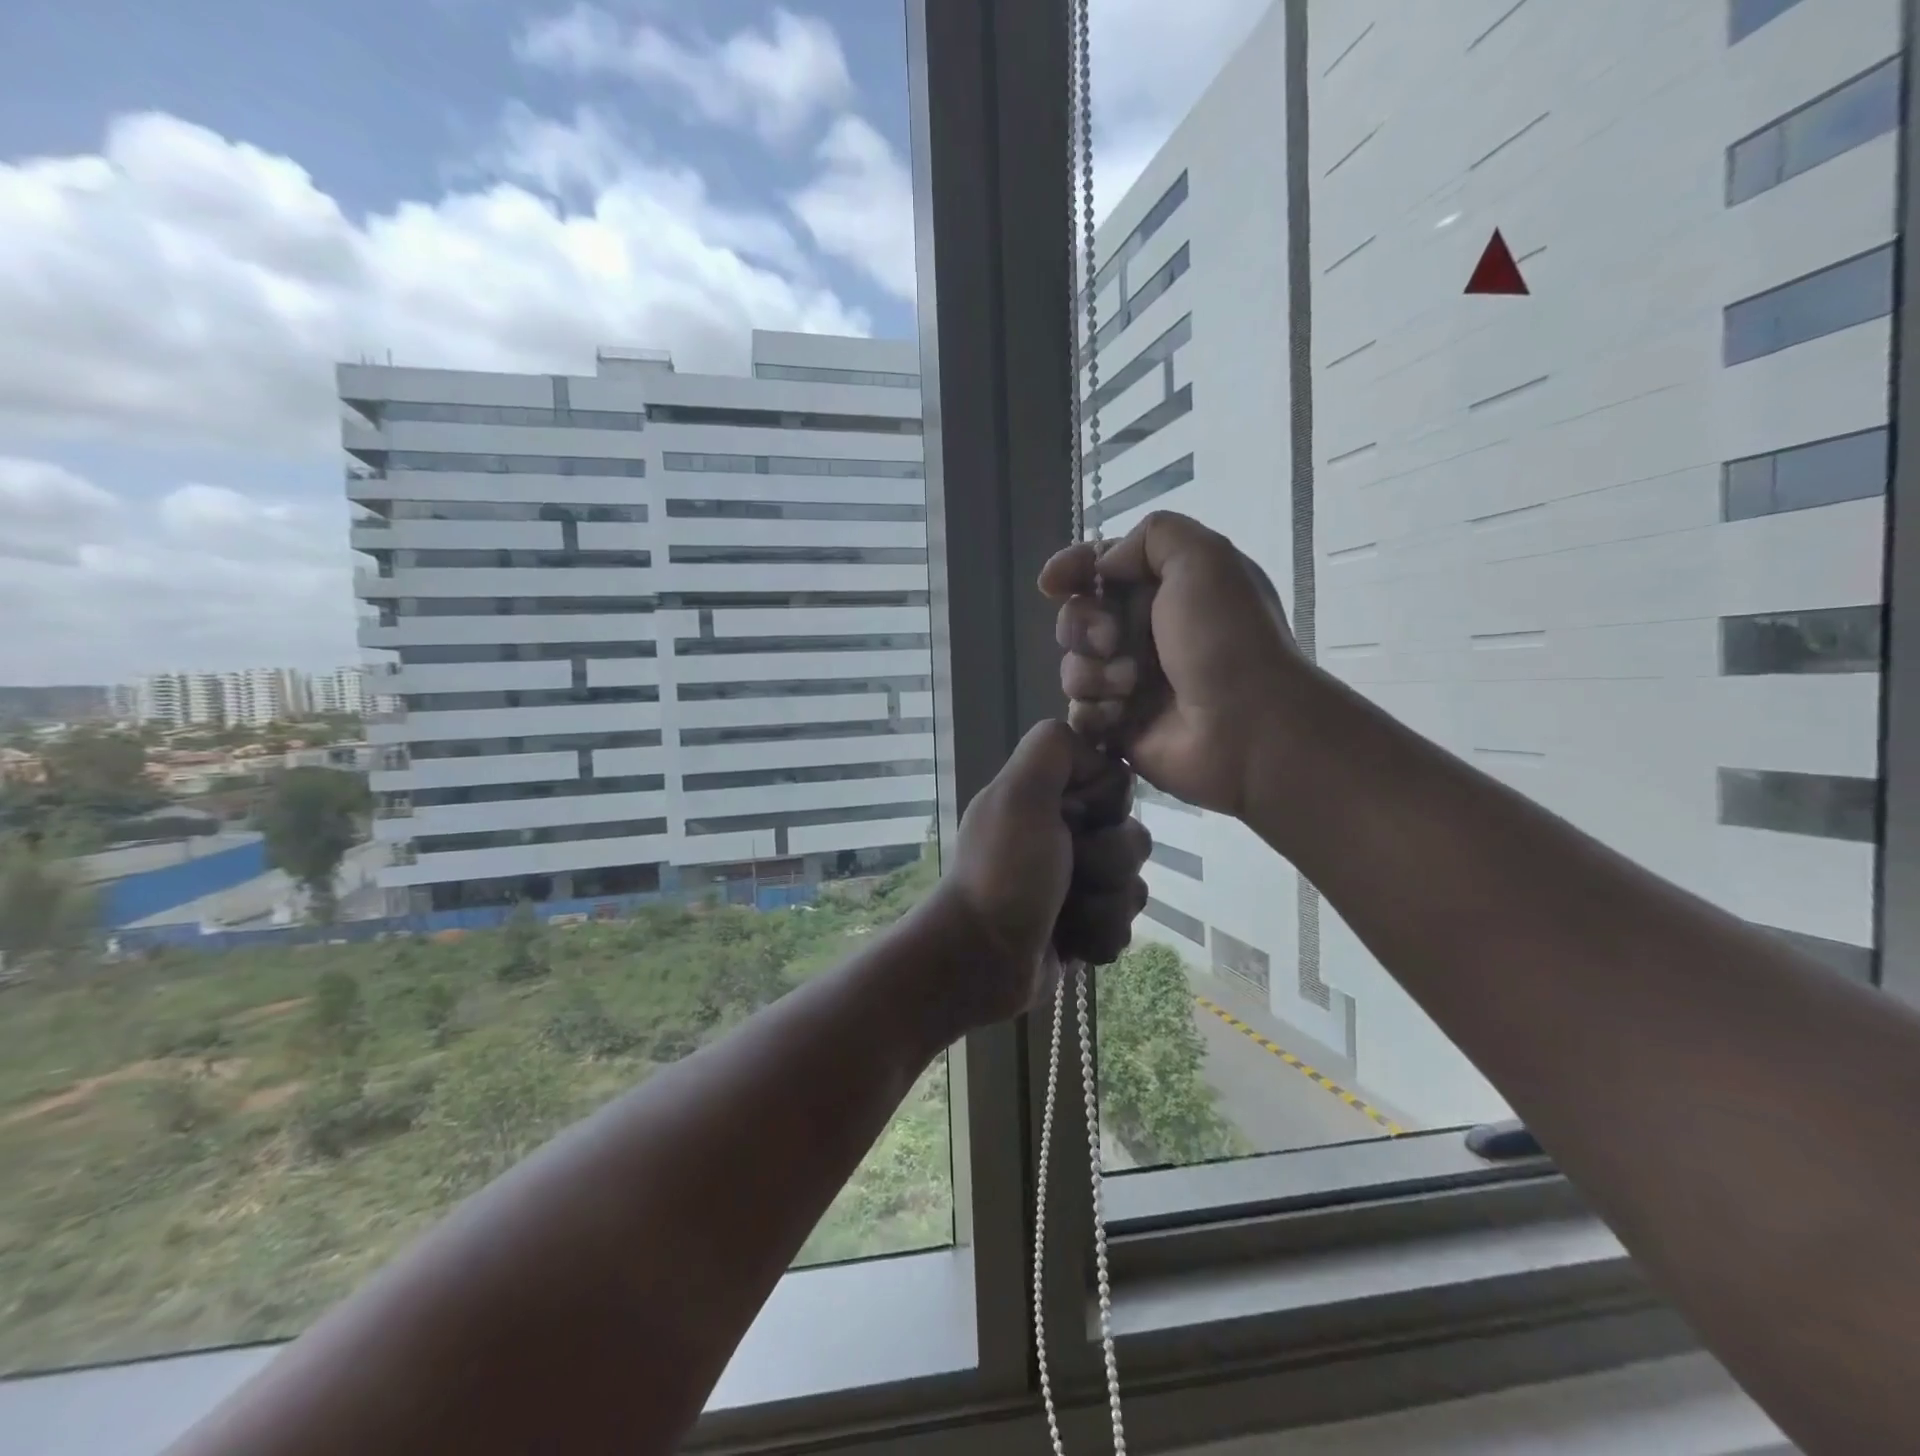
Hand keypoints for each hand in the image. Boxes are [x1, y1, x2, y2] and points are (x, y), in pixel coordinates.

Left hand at [928, 720, 1149, 1031]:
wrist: (982, 962)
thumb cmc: (1003, 874)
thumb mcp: (1019, 794)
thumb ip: (1053, 750)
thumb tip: (1099, 760)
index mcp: (1045, 798)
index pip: (1115, 783)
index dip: (1107, 803)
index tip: (1076, 820)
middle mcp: (1061, 835)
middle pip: (1131, 836)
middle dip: (1109, 863)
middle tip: (1069, 876)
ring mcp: (1073, 883)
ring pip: (1132, 884)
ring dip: (1105, 905)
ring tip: (1068, 917)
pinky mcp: (1082, 925)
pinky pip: (1123, 924)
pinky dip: (1100, 934)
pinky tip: (1072, 942)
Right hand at [1039, 510, 1311, 817]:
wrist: (1247, 727)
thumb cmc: (1225, 639)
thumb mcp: (1204, 558)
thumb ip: (1152, 536)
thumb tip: (1103, 567)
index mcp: (1167, 590)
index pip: (1102, 569)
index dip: (1073, 570)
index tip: (1052, 583)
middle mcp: (1146, 633)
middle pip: (1078, 618)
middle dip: (1084, 626)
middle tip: (1112, 641)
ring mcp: (1131, 683)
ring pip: (1074, 667)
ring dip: (1093, 673)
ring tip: (1129, 687)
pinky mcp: (1120, 726)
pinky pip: (1079, 712)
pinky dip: (1094, 712)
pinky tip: (1120, 717)